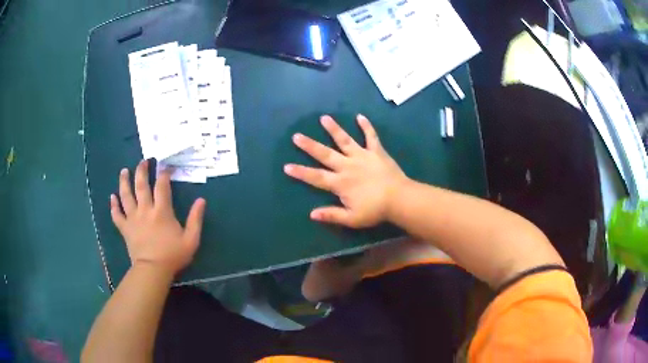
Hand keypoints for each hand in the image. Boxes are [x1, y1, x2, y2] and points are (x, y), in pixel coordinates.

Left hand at [110, 160, 205, 274]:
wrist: (153, 270)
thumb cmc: (173, 255)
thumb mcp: (191, 239)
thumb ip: (196, 219)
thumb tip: (201, 200)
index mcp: (162, 211)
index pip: (162, 186)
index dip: (164, 174)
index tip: (165, 166)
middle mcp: (145, 210)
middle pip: (141, 185)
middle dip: (141, 171)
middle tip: (143, 161)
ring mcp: (133, 218)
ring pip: (126, 195)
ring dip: (124, 181)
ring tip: (124, 171)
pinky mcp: (125, 228)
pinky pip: (117, 215)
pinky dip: (114, 205)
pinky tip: (112, 197)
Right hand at [284, 114, 407, 227]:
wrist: (399, 199)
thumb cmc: (375, 210)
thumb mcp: (352, 218)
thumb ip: (332, 215)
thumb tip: (311, 214)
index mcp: (340, 183)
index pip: (316, 177)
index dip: (301, 172)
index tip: (287, 166)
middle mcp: (347, 166)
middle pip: (325, 154)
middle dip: (310, 145)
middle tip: (297, 136)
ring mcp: (362, 156)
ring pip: (345, 140)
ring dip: (334, 129)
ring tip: (324, 118)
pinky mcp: (376, 152)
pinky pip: (371, 137)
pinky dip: (366, 126)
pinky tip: (360, 116)